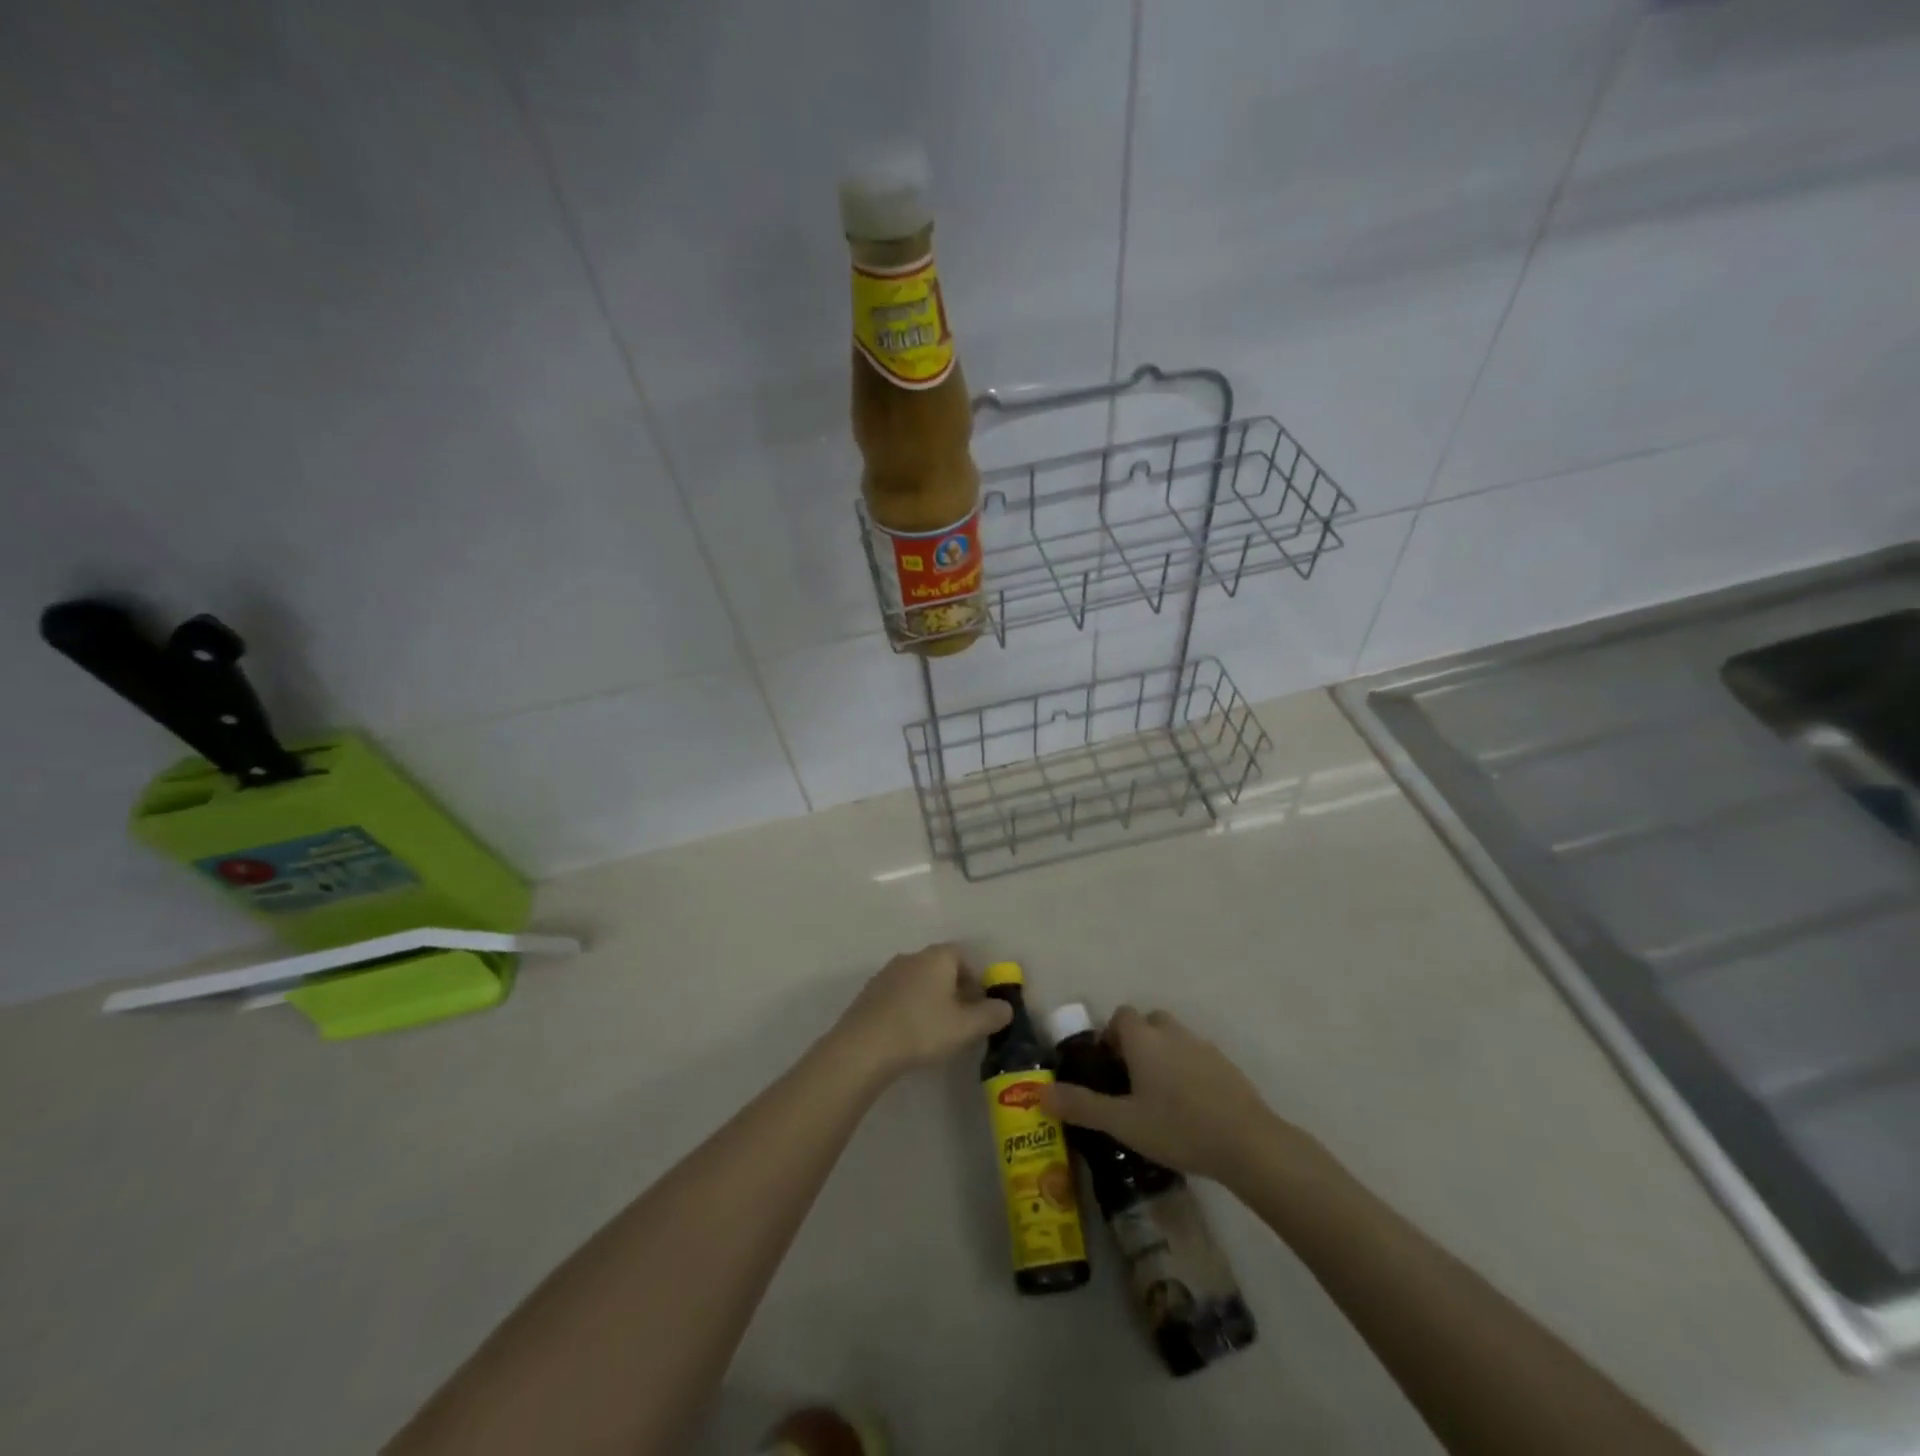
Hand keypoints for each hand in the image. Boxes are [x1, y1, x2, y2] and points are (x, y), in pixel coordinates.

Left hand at [831, 945, 1011, 1078]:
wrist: (864, 1046)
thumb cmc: (922, 1029)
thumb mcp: (966, 1027)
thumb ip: (991, 1015)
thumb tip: (1006, 1007)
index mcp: (937, 957)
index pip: (963, 956)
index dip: (975, 979)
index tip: (979, 1005)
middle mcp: (912, 956)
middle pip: (940, 967)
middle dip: (954, 989)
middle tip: (961, 1020)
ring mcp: (887, 973)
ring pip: (918, 980)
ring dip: (930, 999)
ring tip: (935, 1030)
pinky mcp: (869, 992)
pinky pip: (898, 994)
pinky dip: (908, 1007)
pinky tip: (908, 1034)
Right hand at [1040, 1006, 1325, 1187]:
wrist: (1248, 1143)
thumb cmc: (1177, 1127)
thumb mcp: (1123, 1122)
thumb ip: (1081, 1106)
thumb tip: (1039, 1093)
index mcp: (1144, 1039)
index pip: (1121, 1016)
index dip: (1111, 1036)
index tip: (1108, 1067)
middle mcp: (1172, 1033)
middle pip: (1150, 1022)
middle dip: (1138, 1042)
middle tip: (1132, 1081)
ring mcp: (1204, 1047)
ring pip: (1175, 1039)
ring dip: (1164, 1055)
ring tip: (1160, 1097)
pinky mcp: (1227, 1066)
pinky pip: (1198, 1057)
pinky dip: (1189, 1071)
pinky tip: (1191, 1107)